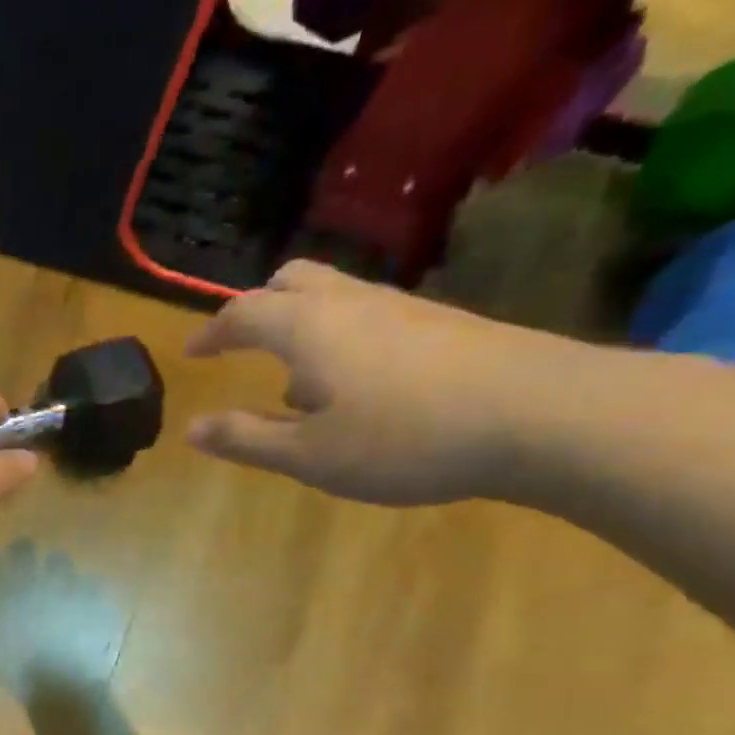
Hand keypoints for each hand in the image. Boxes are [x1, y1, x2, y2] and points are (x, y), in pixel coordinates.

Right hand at [185, 261, 610, 505]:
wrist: (542, 415)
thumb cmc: (403, 439)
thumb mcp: (307, 454)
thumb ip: (246, 438)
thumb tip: (192, 428)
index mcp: (307, 328)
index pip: (242, 314)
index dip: (211, 333)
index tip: (192, 353)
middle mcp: (351, 303)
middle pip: (292, 280)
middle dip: (257, 308)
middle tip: (240, 344)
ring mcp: (403, 308)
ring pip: (334, 296)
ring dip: (300, 325)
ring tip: (294, 383)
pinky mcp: (442, 323)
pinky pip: (369, 316)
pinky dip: (340, 338)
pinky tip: (354, 389)